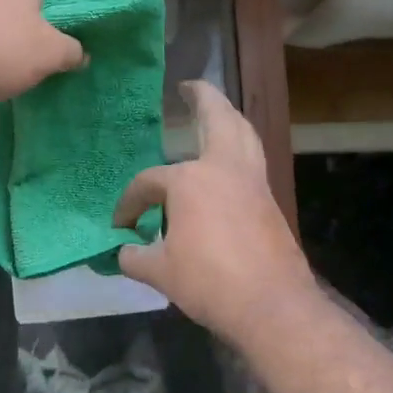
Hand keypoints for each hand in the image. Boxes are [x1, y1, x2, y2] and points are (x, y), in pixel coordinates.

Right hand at [112, 80, 317, 342]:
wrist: (272, 305)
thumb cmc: (210, 282)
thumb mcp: (160, 272)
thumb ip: (135, 257)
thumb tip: (121, 251)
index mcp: (189, 181)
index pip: (149, 183)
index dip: (131, 204)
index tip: (122, 227)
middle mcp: (223, 169)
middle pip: (217, 119)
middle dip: (203, 98)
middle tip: (190, 87)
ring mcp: (252, 181)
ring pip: (244, 133)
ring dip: (230, 116)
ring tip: (217, 111)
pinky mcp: (269, 199)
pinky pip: (253, 158)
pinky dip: (241, 144)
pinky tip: (230, 158)